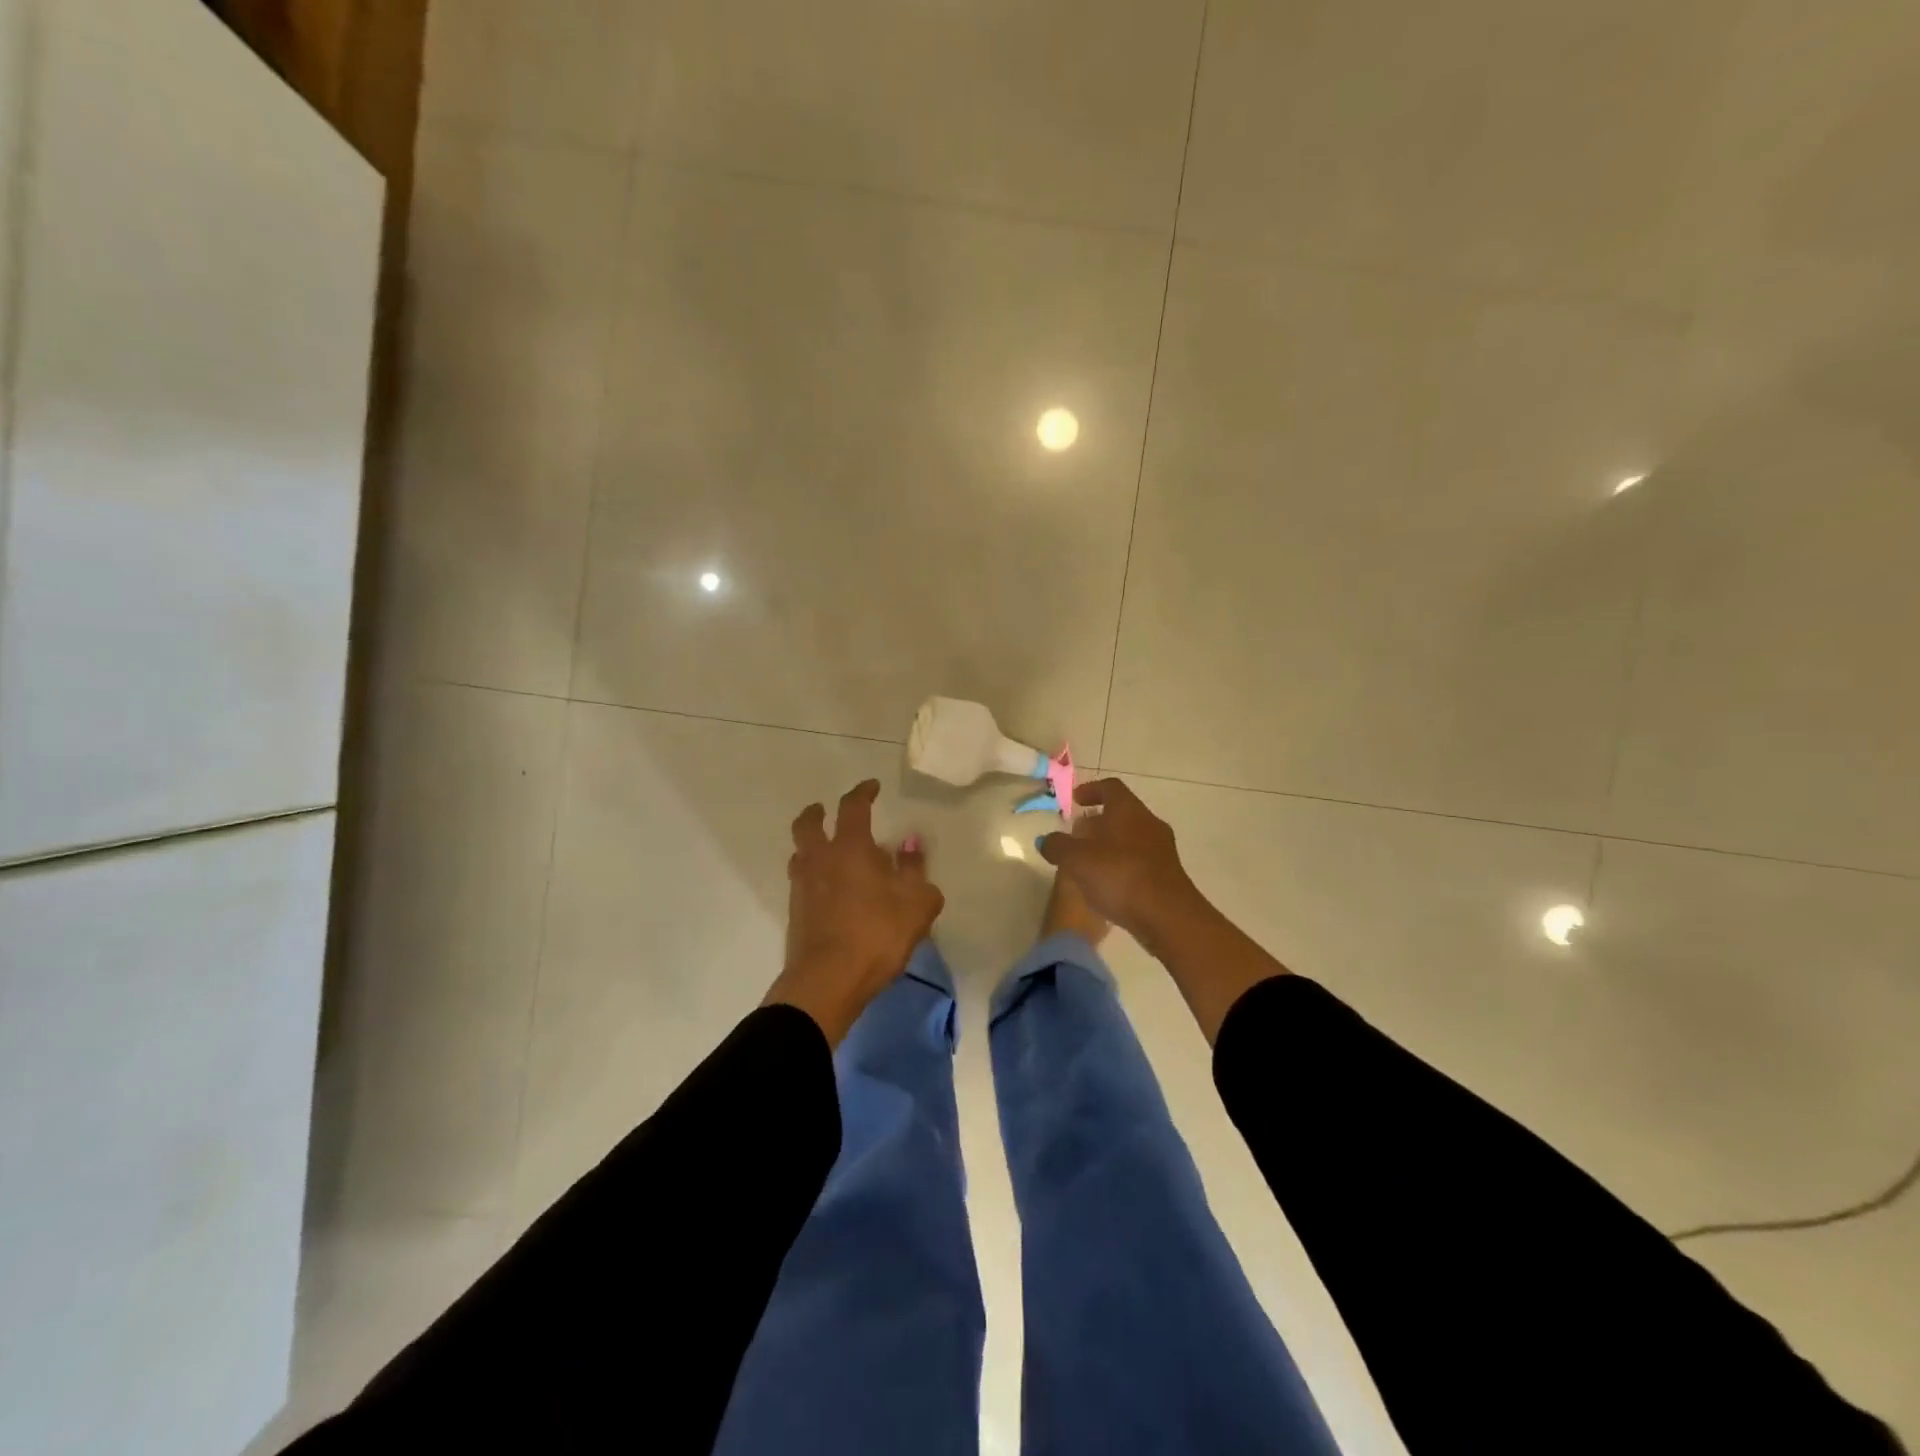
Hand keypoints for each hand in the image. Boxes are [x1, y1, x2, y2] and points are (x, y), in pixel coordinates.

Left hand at [764, 780, 943, 1044]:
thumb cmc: (878, 934)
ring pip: (800, 853)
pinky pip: (802, 881)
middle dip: (817, 813)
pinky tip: (828, 889)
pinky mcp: (795, 913)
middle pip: (808, 824)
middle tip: (826, 811)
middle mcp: (820, 859)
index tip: (872, 787)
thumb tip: (909, 843)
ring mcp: (803, 887)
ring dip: (811, 845)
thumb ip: (915, 869)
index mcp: (850, 848)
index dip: (862, 792)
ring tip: (828, 851)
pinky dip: (813, 875)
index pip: (853, 807)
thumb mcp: (916, 902)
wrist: (828, 980)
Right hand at [1036, 779, 1205, 951]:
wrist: (1168, 917)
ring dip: (1108, 845)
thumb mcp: (1077, 860)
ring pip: (1130, 838)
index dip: (1090, 790)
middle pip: (1121, 813)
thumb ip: (1058, 846)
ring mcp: (1162, 849)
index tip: (1075, 801)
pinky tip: (1107, 886)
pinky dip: (1121, 865)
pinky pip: (1139, 861)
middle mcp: (1149, 823)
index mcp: (1128, 810)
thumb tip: (1047, 840)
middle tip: (1076, 836)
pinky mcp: (1167, 875)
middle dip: (1096, 822)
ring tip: (1087, 864)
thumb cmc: (1120, 876)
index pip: (1110, 787)